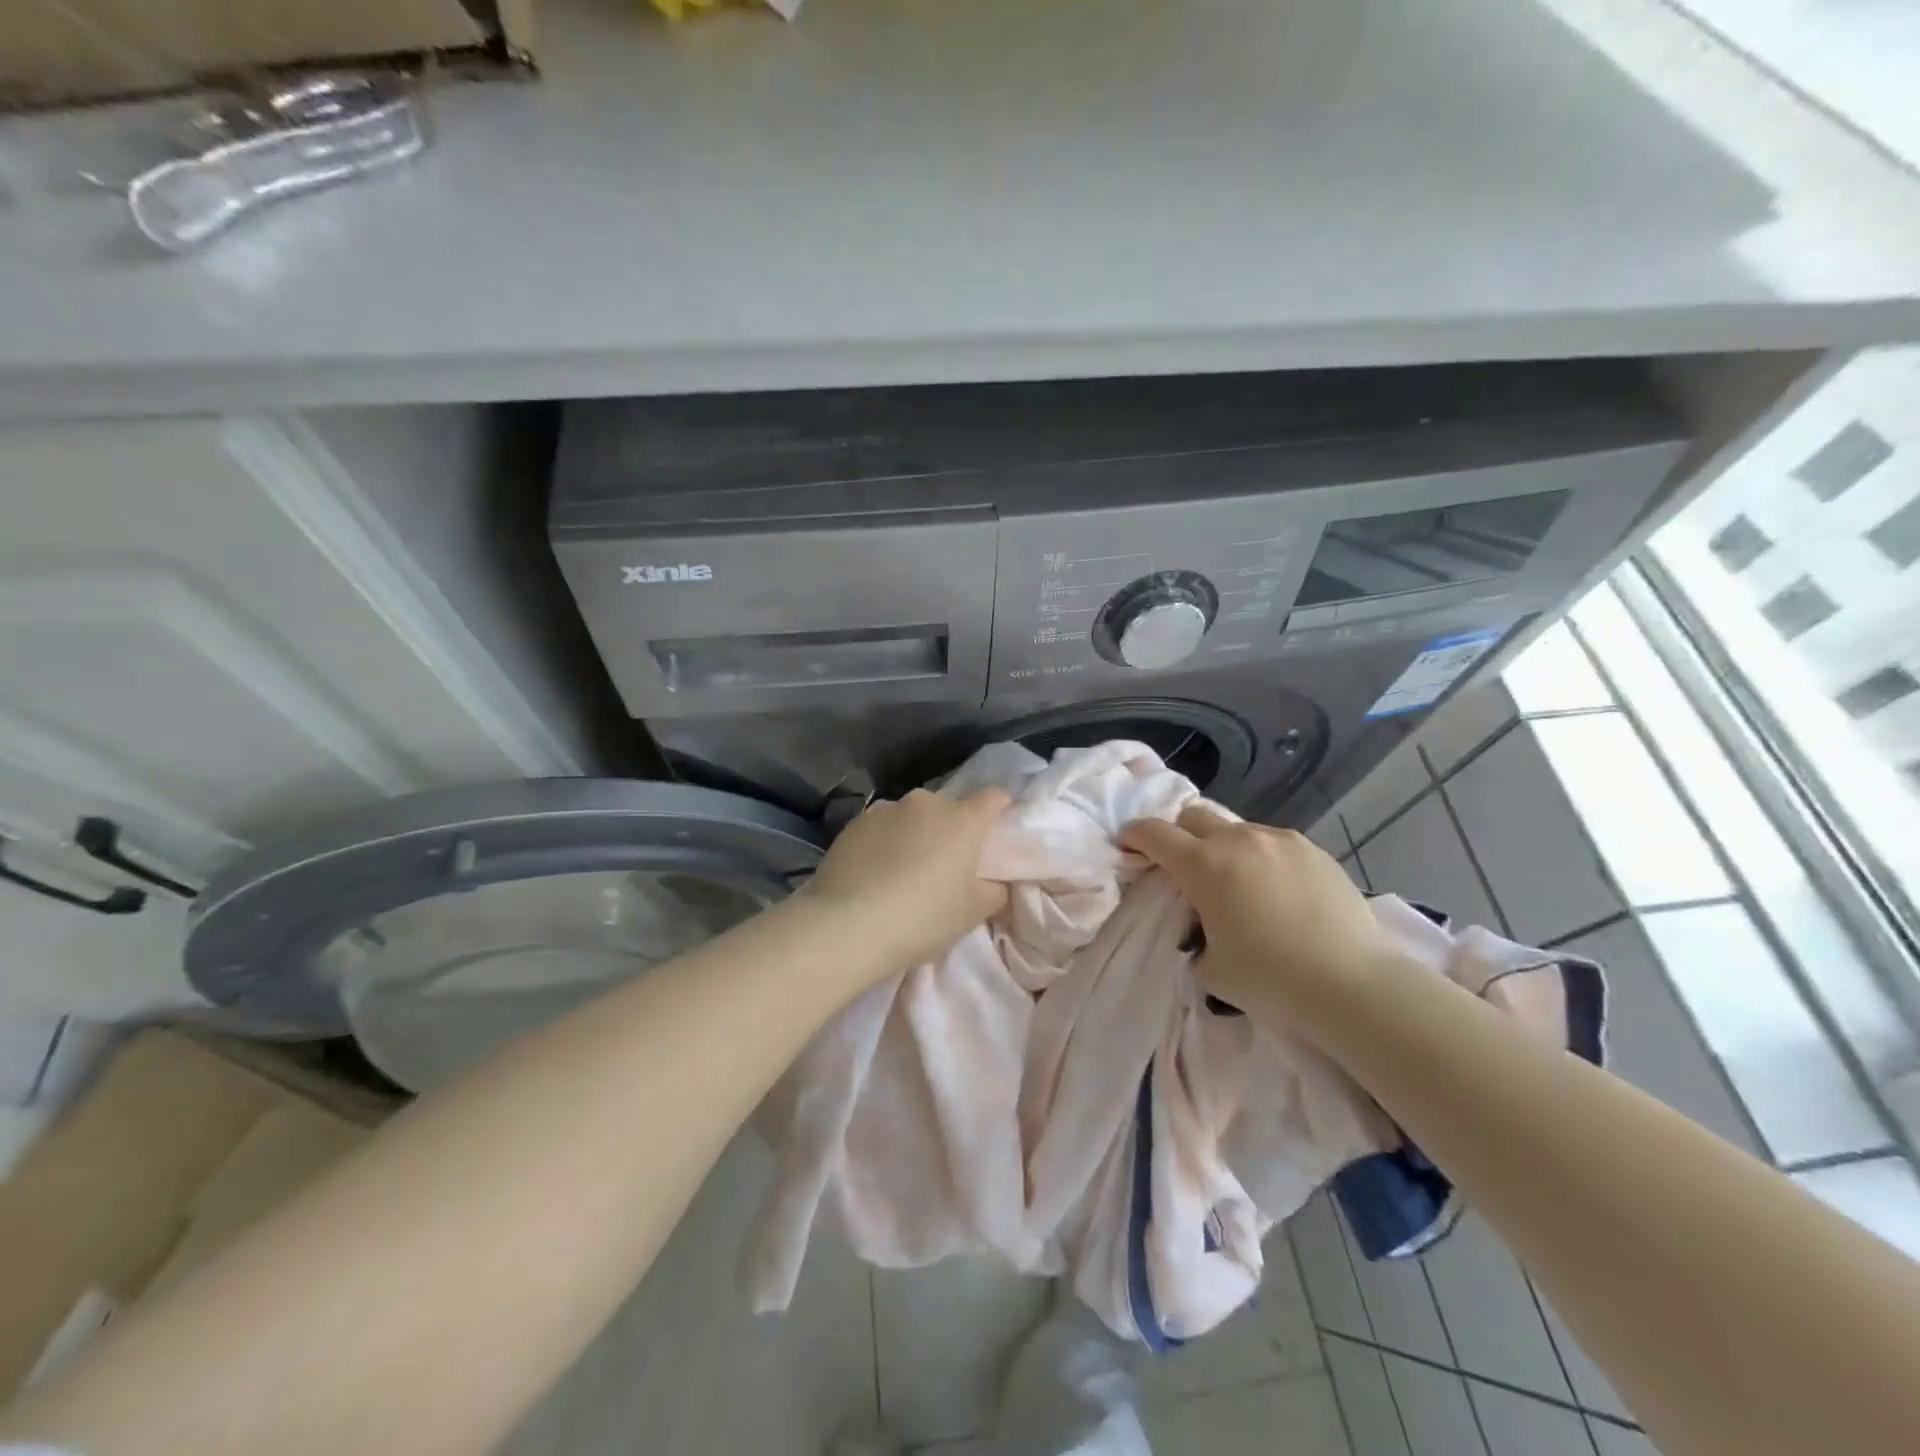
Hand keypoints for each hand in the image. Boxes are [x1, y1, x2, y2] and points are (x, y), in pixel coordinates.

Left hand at [805, 787, 1011, 971]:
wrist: (848, 924)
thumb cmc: (923, 917)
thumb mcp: (972, 913)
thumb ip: (993, 891)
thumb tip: (994, 882)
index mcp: (964, 819)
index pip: (994, 798)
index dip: (999, 810)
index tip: (995, 832)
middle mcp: (926, 803)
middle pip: (949, 808)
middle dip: (950, 830)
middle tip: (946, 865)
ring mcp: (886, 809)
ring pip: (911, 817)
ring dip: (914, 834)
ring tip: (903, 871)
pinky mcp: (854, 823)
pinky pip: (880, 828)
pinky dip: (883, 843)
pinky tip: (873, 873)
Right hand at [1119, 806, 1394, 1014]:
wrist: (1353, 985)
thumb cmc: (1271, 980)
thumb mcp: (1210, 967)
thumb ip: (1194, 936)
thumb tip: (1203, 928)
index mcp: (1204, 866)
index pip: (1154, 834)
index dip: (1134, 835)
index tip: (1127, 844)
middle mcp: (1239, 840)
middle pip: (1194, 816)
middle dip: (1179, 835)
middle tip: (1183, 866)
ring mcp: (1280, 841)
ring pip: (1236, 828)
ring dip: (1223, 847)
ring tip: (1237, 883)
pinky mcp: (1314, 851)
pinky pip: (1273, 842)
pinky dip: (1261, 857)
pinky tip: (1277, 891)